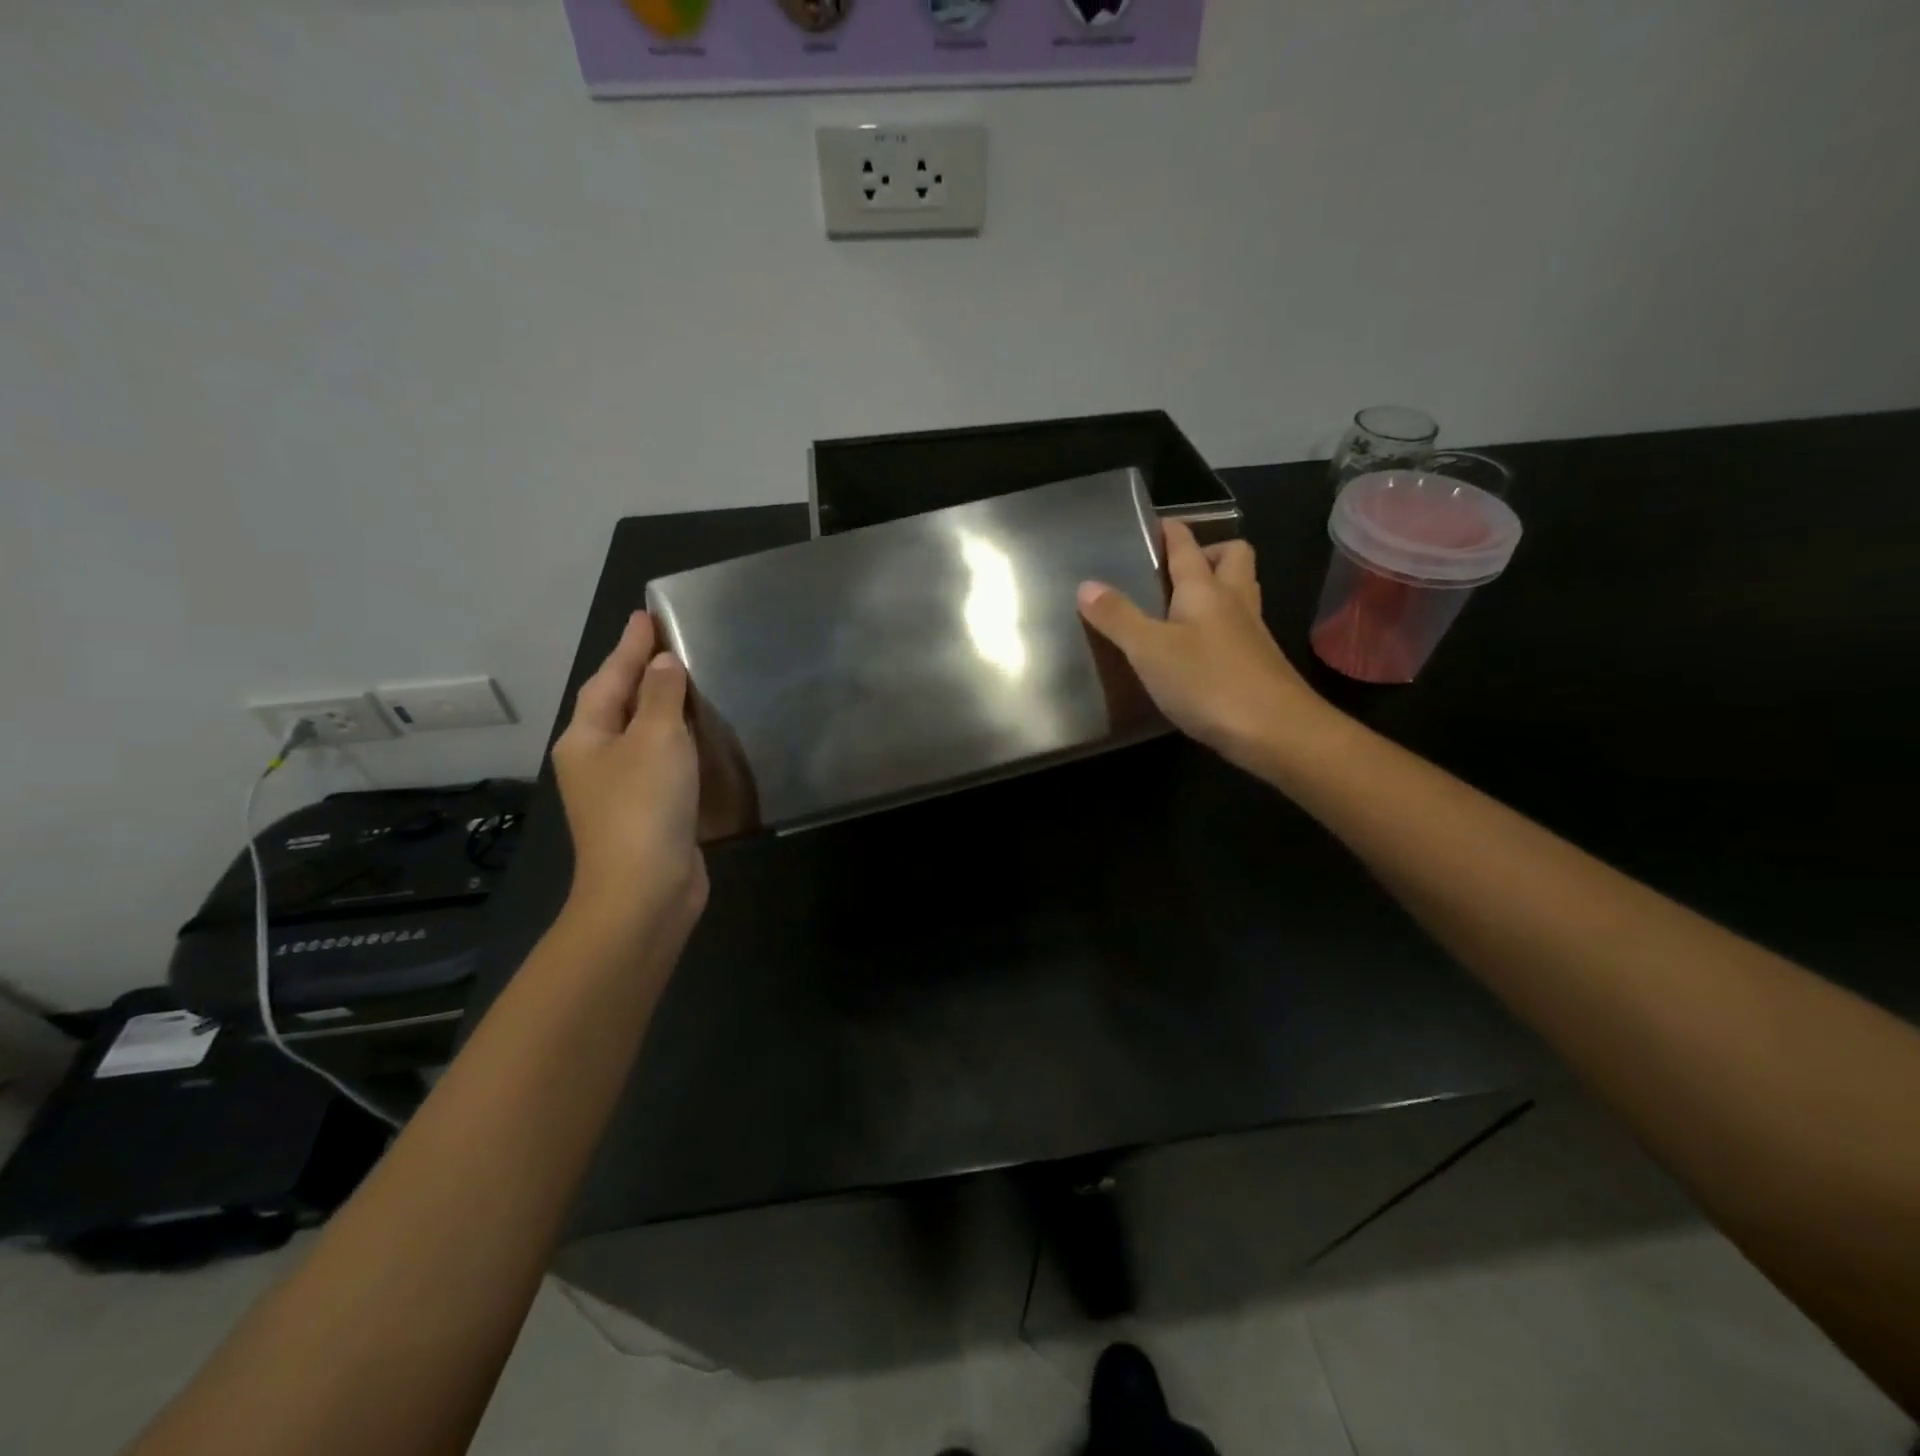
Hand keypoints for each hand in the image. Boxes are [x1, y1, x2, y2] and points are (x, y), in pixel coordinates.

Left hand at [551, 611, 707, 944]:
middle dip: (639, 672)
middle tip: (665, 642)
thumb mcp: (656, 738)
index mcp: (586, 737)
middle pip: (617, 704)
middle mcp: (594, 759)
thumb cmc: (644, 805)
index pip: (608, 677)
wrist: (644, 890)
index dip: (630, 646)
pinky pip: (658, 761)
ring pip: (638, 734)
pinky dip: (674, 741)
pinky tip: (694, 736)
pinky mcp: (646, 812)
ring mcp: (618, 789)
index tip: (646, 615)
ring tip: (683, 680)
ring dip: (658, 706)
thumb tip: (663, 665)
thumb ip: (661, 696)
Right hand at [1078, 520, 1329, 772]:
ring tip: (1181, 608)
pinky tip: (1198, 651)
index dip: (1171, 530)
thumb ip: (1117, 617)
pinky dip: (1219, 627)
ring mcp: (1251, 633)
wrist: (1276, 731)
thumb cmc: (1208, 681)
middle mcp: (1234, 602)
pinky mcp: (1258, 664)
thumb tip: (1086, 585)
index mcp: (1205, 589)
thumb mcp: (1149, 649)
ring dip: (1217, 588)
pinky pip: (1239, 628)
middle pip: (1232, 557)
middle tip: (1174, 572)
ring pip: (1240, 592)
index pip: (1187, 546)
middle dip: (1207, 552)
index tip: (1153, 524)